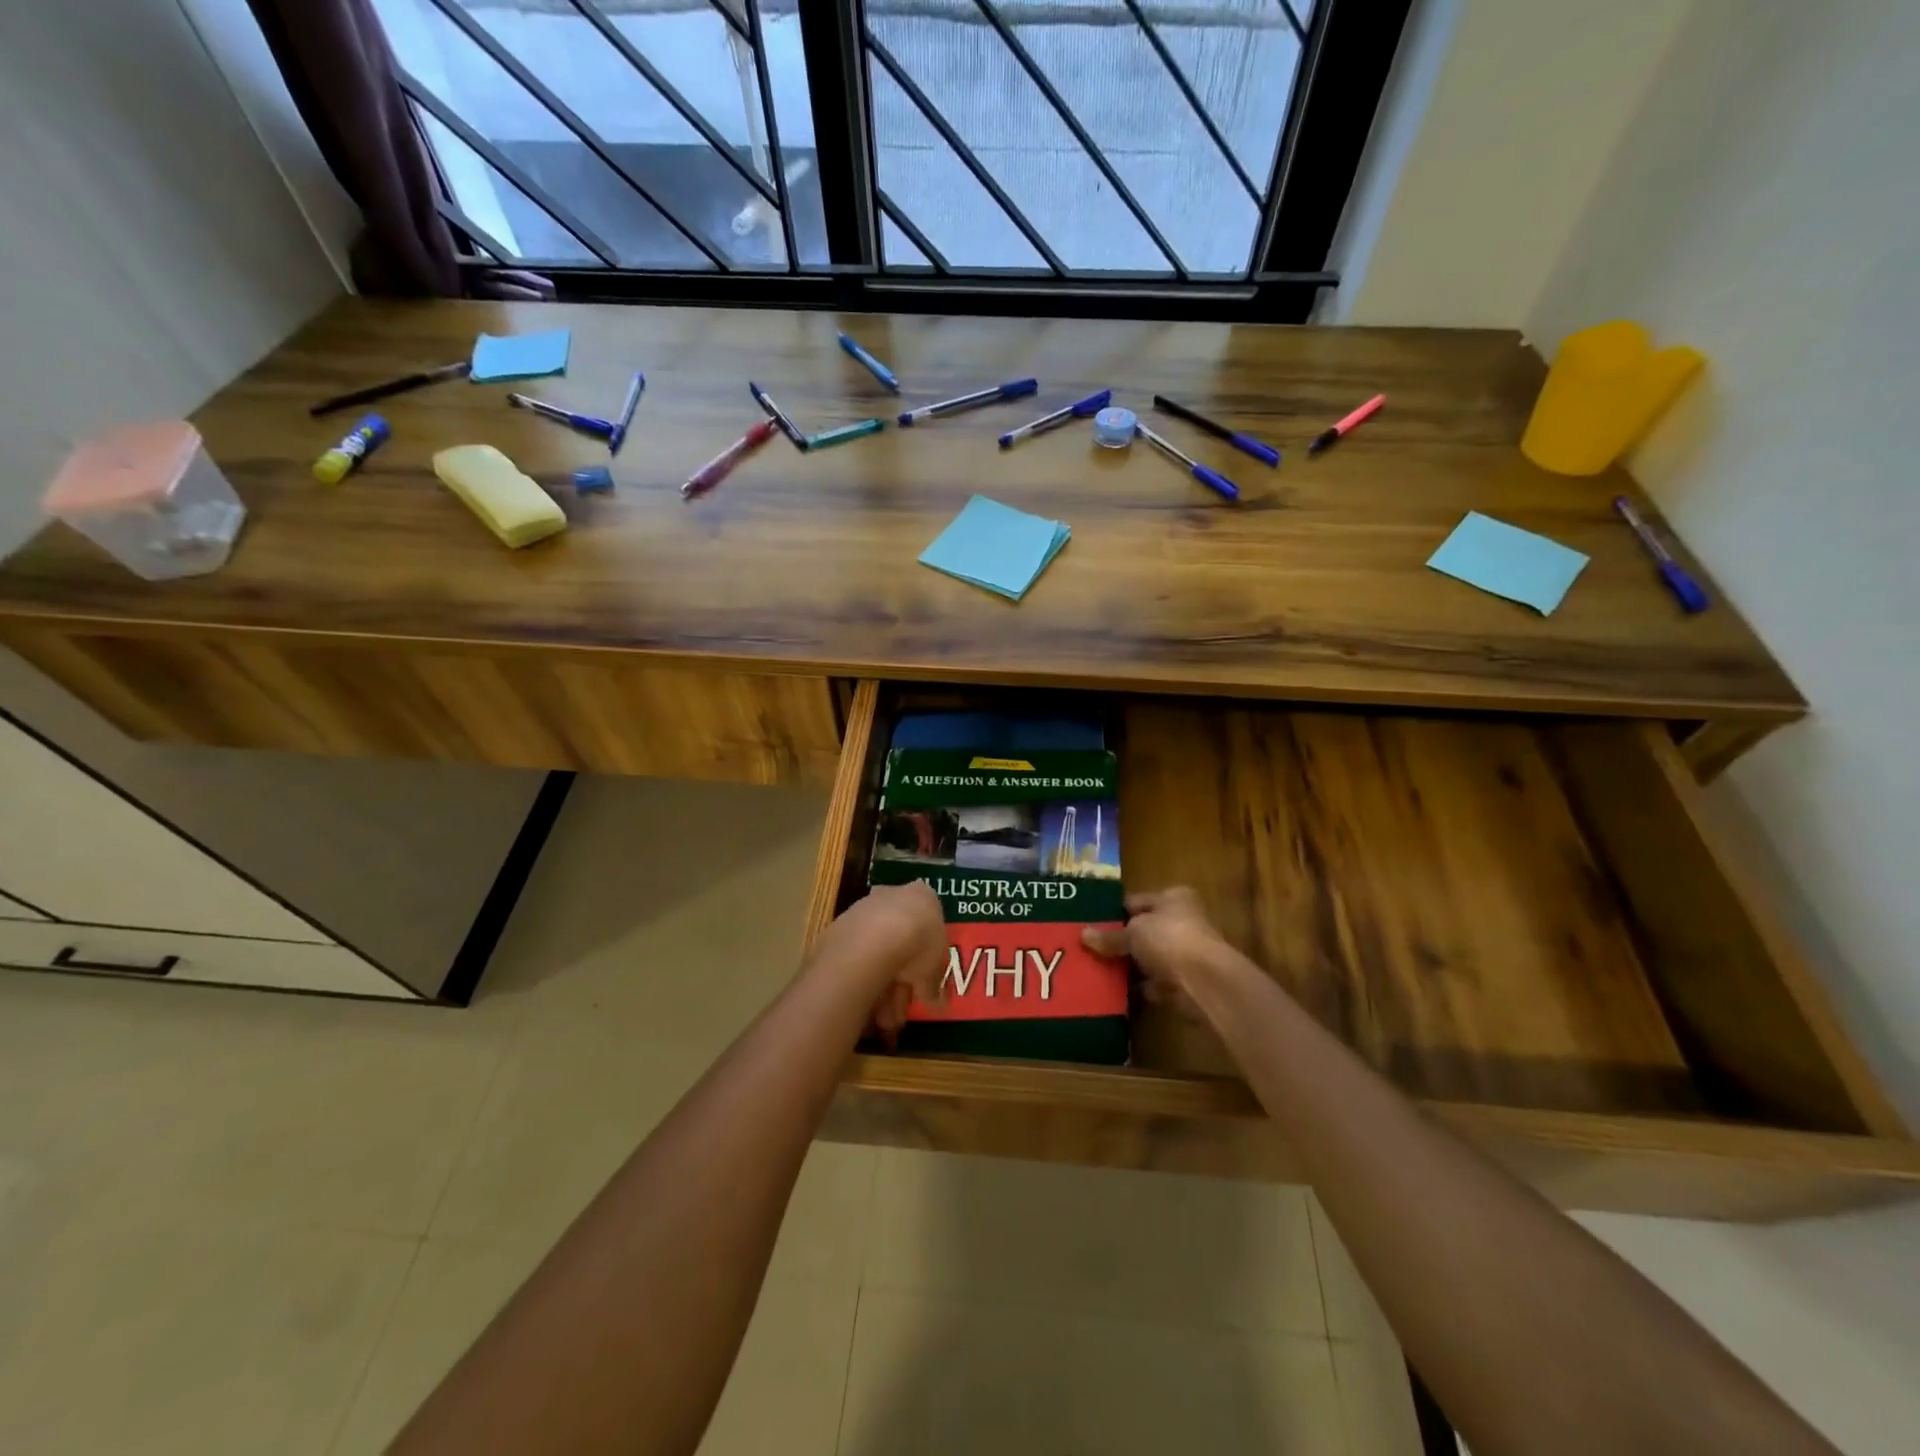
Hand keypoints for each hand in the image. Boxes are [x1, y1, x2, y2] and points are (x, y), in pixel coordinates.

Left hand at [811, 882, 947, 1043]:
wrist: (876, 938)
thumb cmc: (919, 943)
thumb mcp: (936, 968)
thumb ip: (935, 984)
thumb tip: (938, 1002)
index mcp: (922, 897)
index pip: (927, 928)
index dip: (926, 962)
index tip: (924, 987)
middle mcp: (891, 897)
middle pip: (900, 944)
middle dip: (901, 984)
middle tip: (901, 1013)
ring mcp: (863, 911)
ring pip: (877, 954)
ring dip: (882, 991)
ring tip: (884, 1022)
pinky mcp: (840, 927)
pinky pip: (858, 959)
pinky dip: (864, 982)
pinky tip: (867, 1009)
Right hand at [1081, 887, 1230, 1015]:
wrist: (1205, 982)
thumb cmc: (1170, 939)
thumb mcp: (1133, 932)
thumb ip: (1110, 936)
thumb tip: (1083, 935)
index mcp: (1174, 898)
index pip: (1138, 901)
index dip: (1115, 913)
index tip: (1091, 924)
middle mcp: (1184, 921)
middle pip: (1144, 930)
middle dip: (1121, 941)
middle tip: (1090, 948)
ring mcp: (1186, 953)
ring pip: (1149, 957)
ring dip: (1130, 965)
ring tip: (1098, 969)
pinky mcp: (1185, 982)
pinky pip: (1155, 982)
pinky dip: (1140, 987)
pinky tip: (1116, 991)